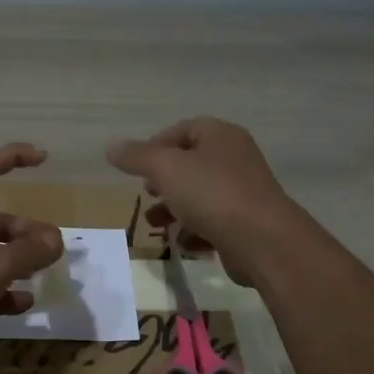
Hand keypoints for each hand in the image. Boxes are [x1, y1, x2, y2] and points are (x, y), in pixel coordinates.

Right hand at [107, 117, 302, 285]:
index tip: (136, 167)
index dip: (156, 145)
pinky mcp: (246, 225)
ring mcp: (243, 193)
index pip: (183, 130)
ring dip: (174, 209)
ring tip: (155, 223)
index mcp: (220, 136)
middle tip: (146, 192)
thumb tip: (111, 146)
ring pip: (200, 196)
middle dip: (164, 180)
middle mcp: (235, 159)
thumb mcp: (166, 168)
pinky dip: (194, 231)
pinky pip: (213, 223)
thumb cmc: (212, 194)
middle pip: (191, 164)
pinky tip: (182, 243)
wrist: (263, 241)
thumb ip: (137, 157)